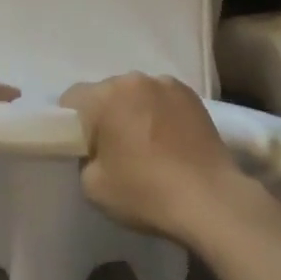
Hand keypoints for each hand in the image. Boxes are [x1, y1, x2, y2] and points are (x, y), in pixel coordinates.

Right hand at [64, 74, 243, 242]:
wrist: (210, 199)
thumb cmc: (145, 192)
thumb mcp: (93, 186)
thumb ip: (84, 157)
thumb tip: (96, 149)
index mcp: (107, 95)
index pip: (72, 99)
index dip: (71, 124)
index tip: (83, 148)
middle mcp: (136, 80)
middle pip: (106, 93)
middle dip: (104, 116)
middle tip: (114, 150)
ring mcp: (168, 84)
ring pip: (137, 95)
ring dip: (134, 112)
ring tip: (147, 146)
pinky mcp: (193, 96)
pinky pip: (163, 100)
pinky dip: (160, 114)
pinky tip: (169, 142)